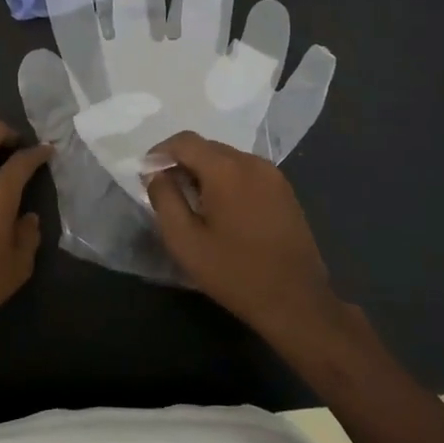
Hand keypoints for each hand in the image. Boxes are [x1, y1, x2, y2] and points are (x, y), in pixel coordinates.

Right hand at [144, 130, 342, 339]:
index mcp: (226, 169)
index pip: (185, 141)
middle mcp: (251, 162)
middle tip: (167, 191)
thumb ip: (164, 199)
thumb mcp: (185, 241)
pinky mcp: (285, 190)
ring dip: (205, 172)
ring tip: (193, 202)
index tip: (147, 174)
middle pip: (207, 147)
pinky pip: (247, 172)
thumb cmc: (234, 273)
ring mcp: (273, 175)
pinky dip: (228, 180)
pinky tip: (223, 210)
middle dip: (183, 162)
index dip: (160, 152)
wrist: (296, 301)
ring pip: (228, 159)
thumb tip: (155, 174)